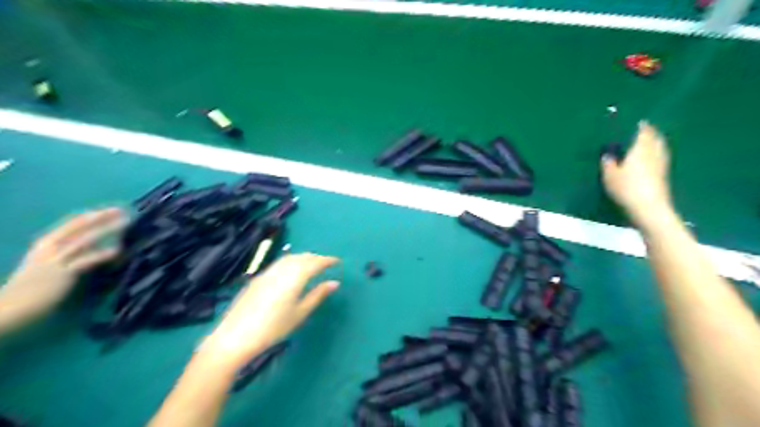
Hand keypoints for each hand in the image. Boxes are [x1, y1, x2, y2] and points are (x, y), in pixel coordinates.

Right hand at [0, 206, 126, 322]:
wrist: (8, 310)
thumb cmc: (29, 290)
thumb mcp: (45, 266)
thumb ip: (66, 256)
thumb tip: (92, 250)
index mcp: (44, 245)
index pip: (70, 225)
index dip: (90, 216)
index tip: (108, 210)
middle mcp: (49, 249)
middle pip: (80, 227)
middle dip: (102, 217)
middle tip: (122, 210)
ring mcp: (55, 261)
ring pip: (86, 239)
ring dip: (107, 229)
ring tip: (126, 223)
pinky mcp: (62, 274)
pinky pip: (86, 261)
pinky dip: (102, 254)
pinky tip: (118, 250)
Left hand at [204, 253, 341, 367]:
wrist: (235, 337)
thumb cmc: (273, 328)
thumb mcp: (299, 314)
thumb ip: (317, 295)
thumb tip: (334, 283)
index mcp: (294, 278)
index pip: (314, 263)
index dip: (327, 260)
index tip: (337, 261)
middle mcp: (281, 270)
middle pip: (302, 257)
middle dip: (316, 257)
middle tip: (326, 264)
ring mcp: (267, 272)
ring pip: (289, 258)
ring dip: (303, 258)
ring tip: (311, 266)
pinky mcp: (258, 278)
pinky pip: (279, 263)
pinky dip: (291, 262)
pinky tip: (291, 272)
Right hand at [599, 120, 668, 223]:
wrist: (648, 208)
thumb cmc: (627, 188)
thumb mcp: (610, 176)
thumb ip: (608, 163)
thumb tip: (607, 155)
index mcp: (640, 149)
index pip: (643, 133)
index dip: (641, 126)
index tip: (638, 122)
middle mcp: (653, 153)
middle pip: (655, 139)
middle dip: (651, 133)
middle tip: (644, 130)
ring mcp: (661, 165)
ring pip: (660, 148)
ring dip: (655, 143)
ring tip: (648, 142)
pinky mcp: (663, 175)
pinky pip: (660, 159)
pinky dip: (656, 155)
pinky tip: (651, 159)